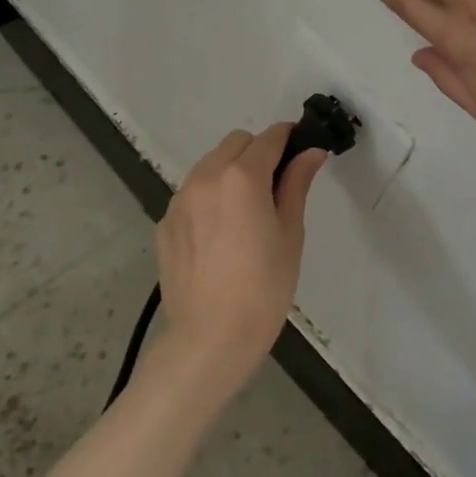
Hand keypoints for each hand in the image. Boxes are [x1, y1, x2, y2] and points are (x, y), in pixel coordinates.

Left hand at [153, 124, 326, 393]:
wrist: (210, 338)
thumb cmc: (264, 288)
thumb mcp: (290, 234)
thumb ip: (296, 185)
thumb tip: (311, 152)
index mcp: (242, 176)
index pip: (269, 138)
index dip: (289, 139)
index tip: (301, 152)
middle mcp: (205, 177)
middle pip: (236, 143)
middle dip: (258, 152)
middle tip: (275, 188)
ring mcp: (179, 199)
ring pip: (210, 165)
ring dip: (231, 172)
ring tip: (245, 213)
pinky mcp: (165, 223)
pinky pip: (191, 194)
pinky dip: (209, 198)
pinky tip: (220, 236)